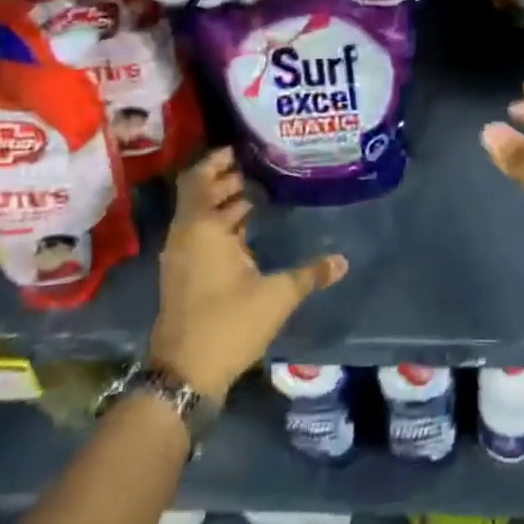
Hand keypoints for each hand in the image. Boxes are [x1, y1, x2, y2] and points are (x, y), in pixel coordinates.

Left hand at [148, 148, 347, 398]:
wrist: (185, 374)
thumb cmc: (229, 322)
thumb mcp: (278, 295)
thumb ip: (311, 274)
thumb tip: (342, 260)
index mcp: (202, 228)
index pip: (199, 179)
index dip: (216, 161)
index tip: (240, 149)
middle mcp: (186, 236)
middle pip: (199, 195)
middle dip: (224, 180)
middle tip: (256, 169)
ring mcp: (181, 258)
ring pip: (199, 217)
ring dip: (222, 204)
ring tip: (255, 196)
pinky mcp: (183, 277)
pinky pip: (199, 237)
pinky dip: (218, 226)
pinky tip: (246, 232)